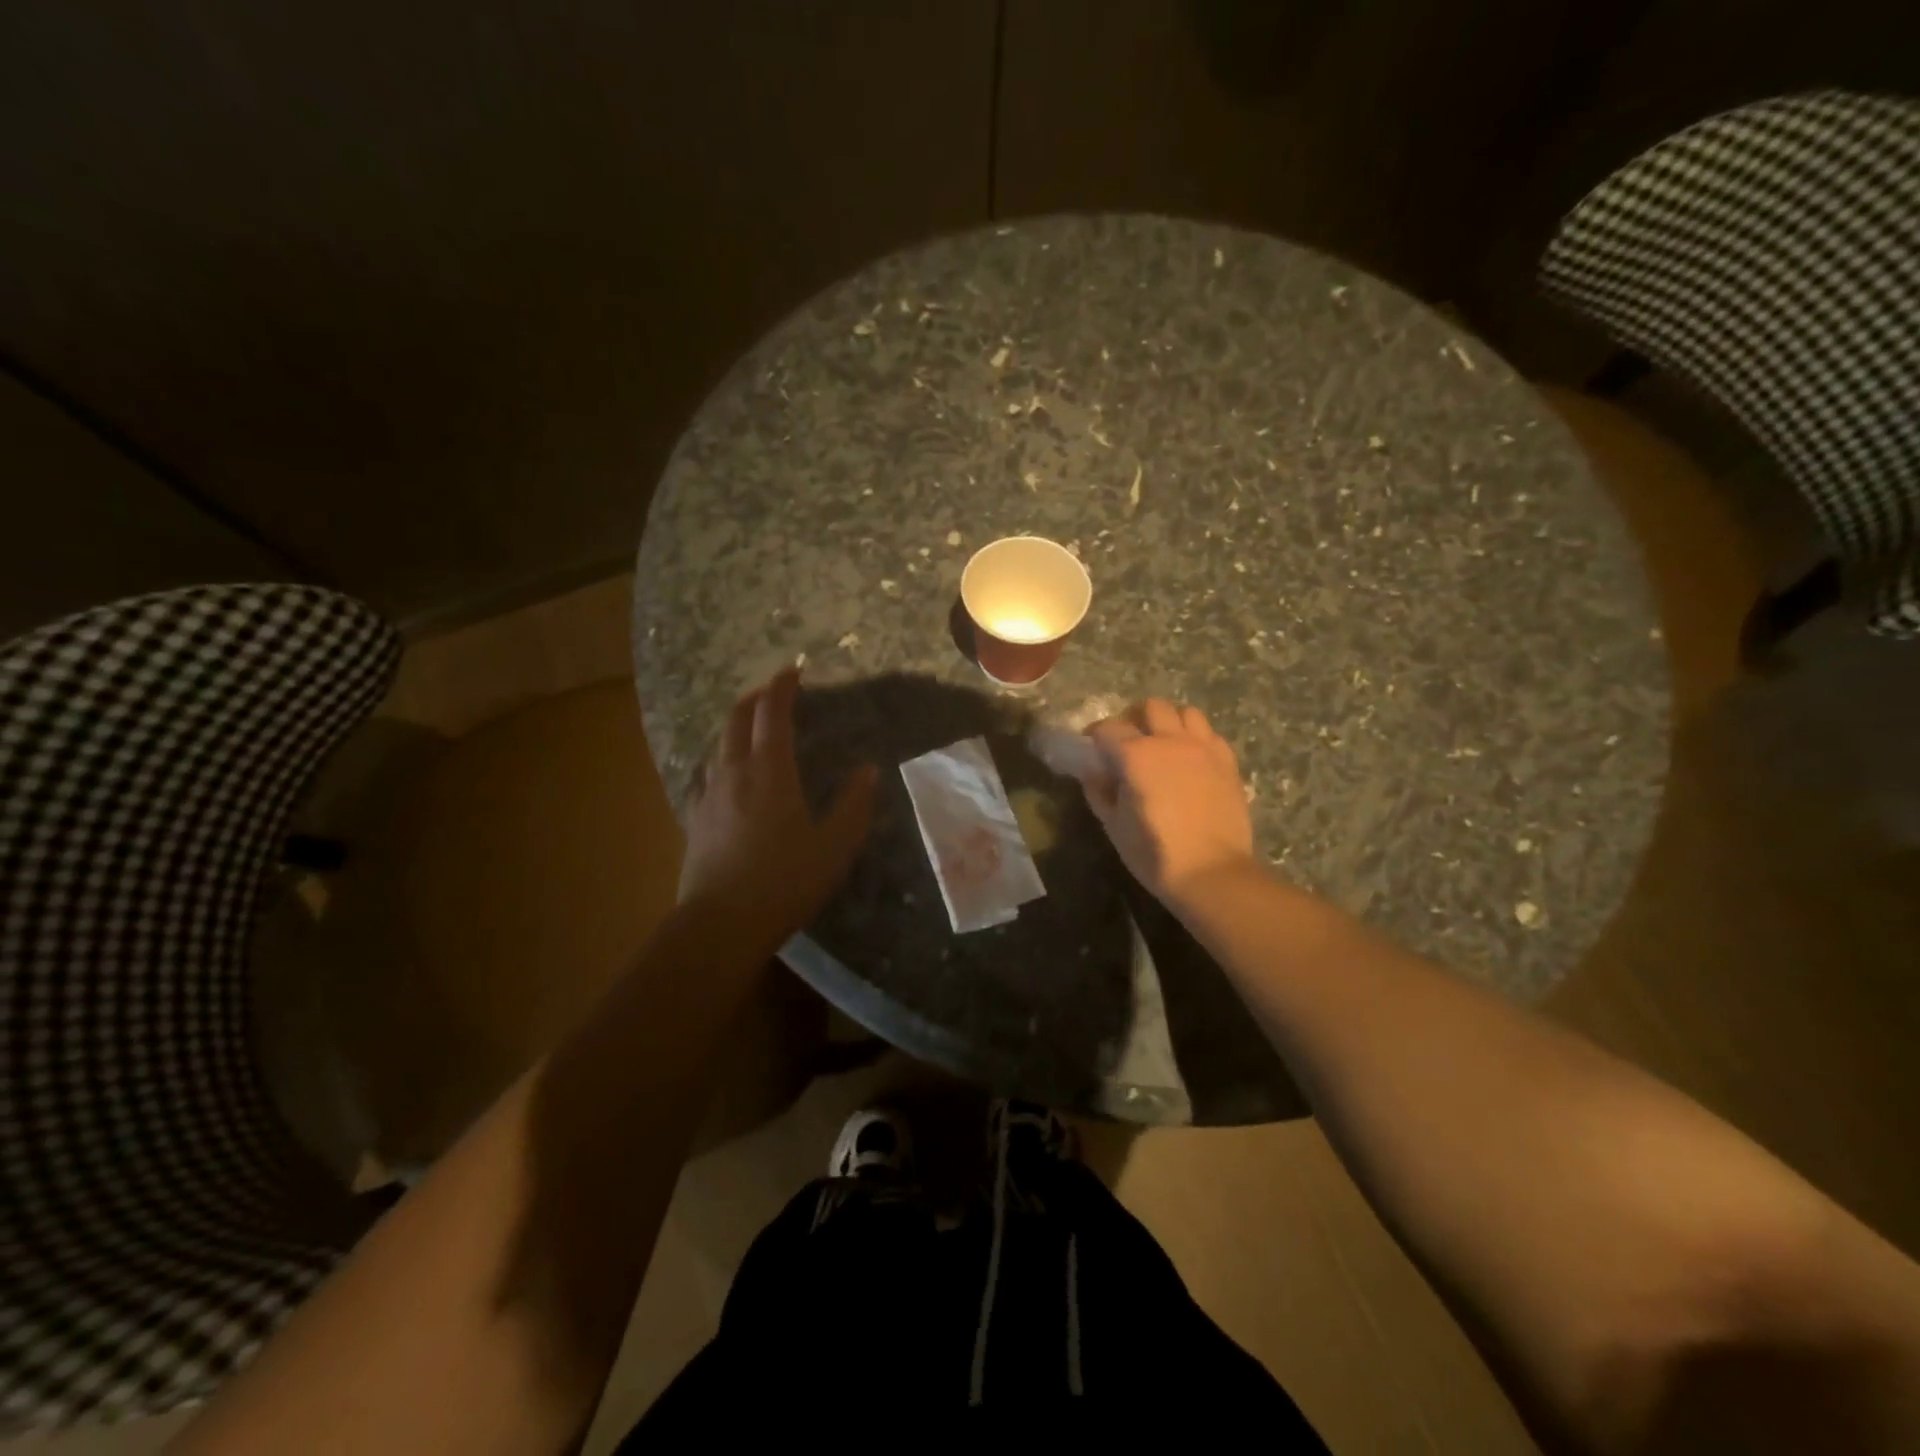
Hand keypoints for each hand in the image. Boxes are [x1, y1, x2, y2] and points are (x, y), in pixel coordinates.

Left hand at [678, 668, 877, 938]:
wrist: (720, 925)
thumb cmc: (785, 881)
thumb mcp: (835, 845)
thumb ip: (854, 804)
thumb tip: (868, 770)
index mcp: (769, 771)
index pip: (772, 713)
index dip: (782, 687)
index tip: (794, 670)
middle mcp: (733, 772)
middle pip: (736, 719)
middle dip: (755, 699)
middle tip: (773, 692)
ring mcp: (708, 795)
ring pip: (718, 744)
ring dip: (735, 726)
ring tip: (752, 728)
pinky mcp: (695, 820)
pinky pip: (706, 774)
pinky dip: (721, 759)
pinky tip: (726, 775)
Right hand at [1077, 699, 1256, 907]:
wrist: (1212, 873)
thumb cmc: (1155, 853)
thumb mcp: (1114, 826)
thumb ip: (1099, 792)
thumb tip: (1093, 772)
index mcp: (1137, 755)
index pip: (1108, 729)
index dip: (1095, 736)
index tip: (1091, 749)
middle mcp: (1171, 741)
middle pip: (1151, 707)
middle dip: (1134, 718)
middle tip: (1128, 741)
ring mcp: (1204, 748)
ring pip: (1186, 713)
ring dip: (1170, 722)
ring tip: (1163, 745)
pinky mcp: (1228, 763)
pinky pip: (1210, 735)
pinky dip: (1197, 739)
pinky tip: (1191, 761)